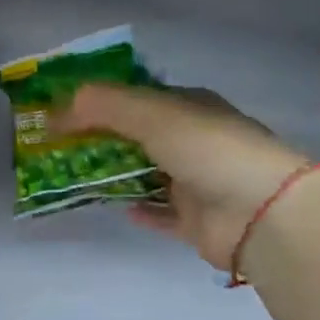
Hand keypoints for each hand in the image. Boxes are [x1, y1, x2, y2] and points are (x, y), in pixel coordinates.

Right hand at [56, 84, 308, 271]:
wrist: (262, 214)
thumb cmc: (209, 150)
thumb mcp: (153, 114)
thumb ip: (103, 106)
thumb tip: (56, 108)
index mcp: (190, 107)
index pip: (138, 98)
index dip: (100, 101)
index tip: (62, 110)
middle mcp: (194, 141)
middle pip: (138, 137)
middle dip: (101, 140)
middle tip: (59, 148)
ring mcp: (197, 183)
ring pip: (146, 175)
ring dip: (115, 175)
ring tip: (74, 177)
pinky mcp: (196, 222)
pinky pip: (162, 214)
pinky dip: (141, 210)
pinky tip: (117, 208)